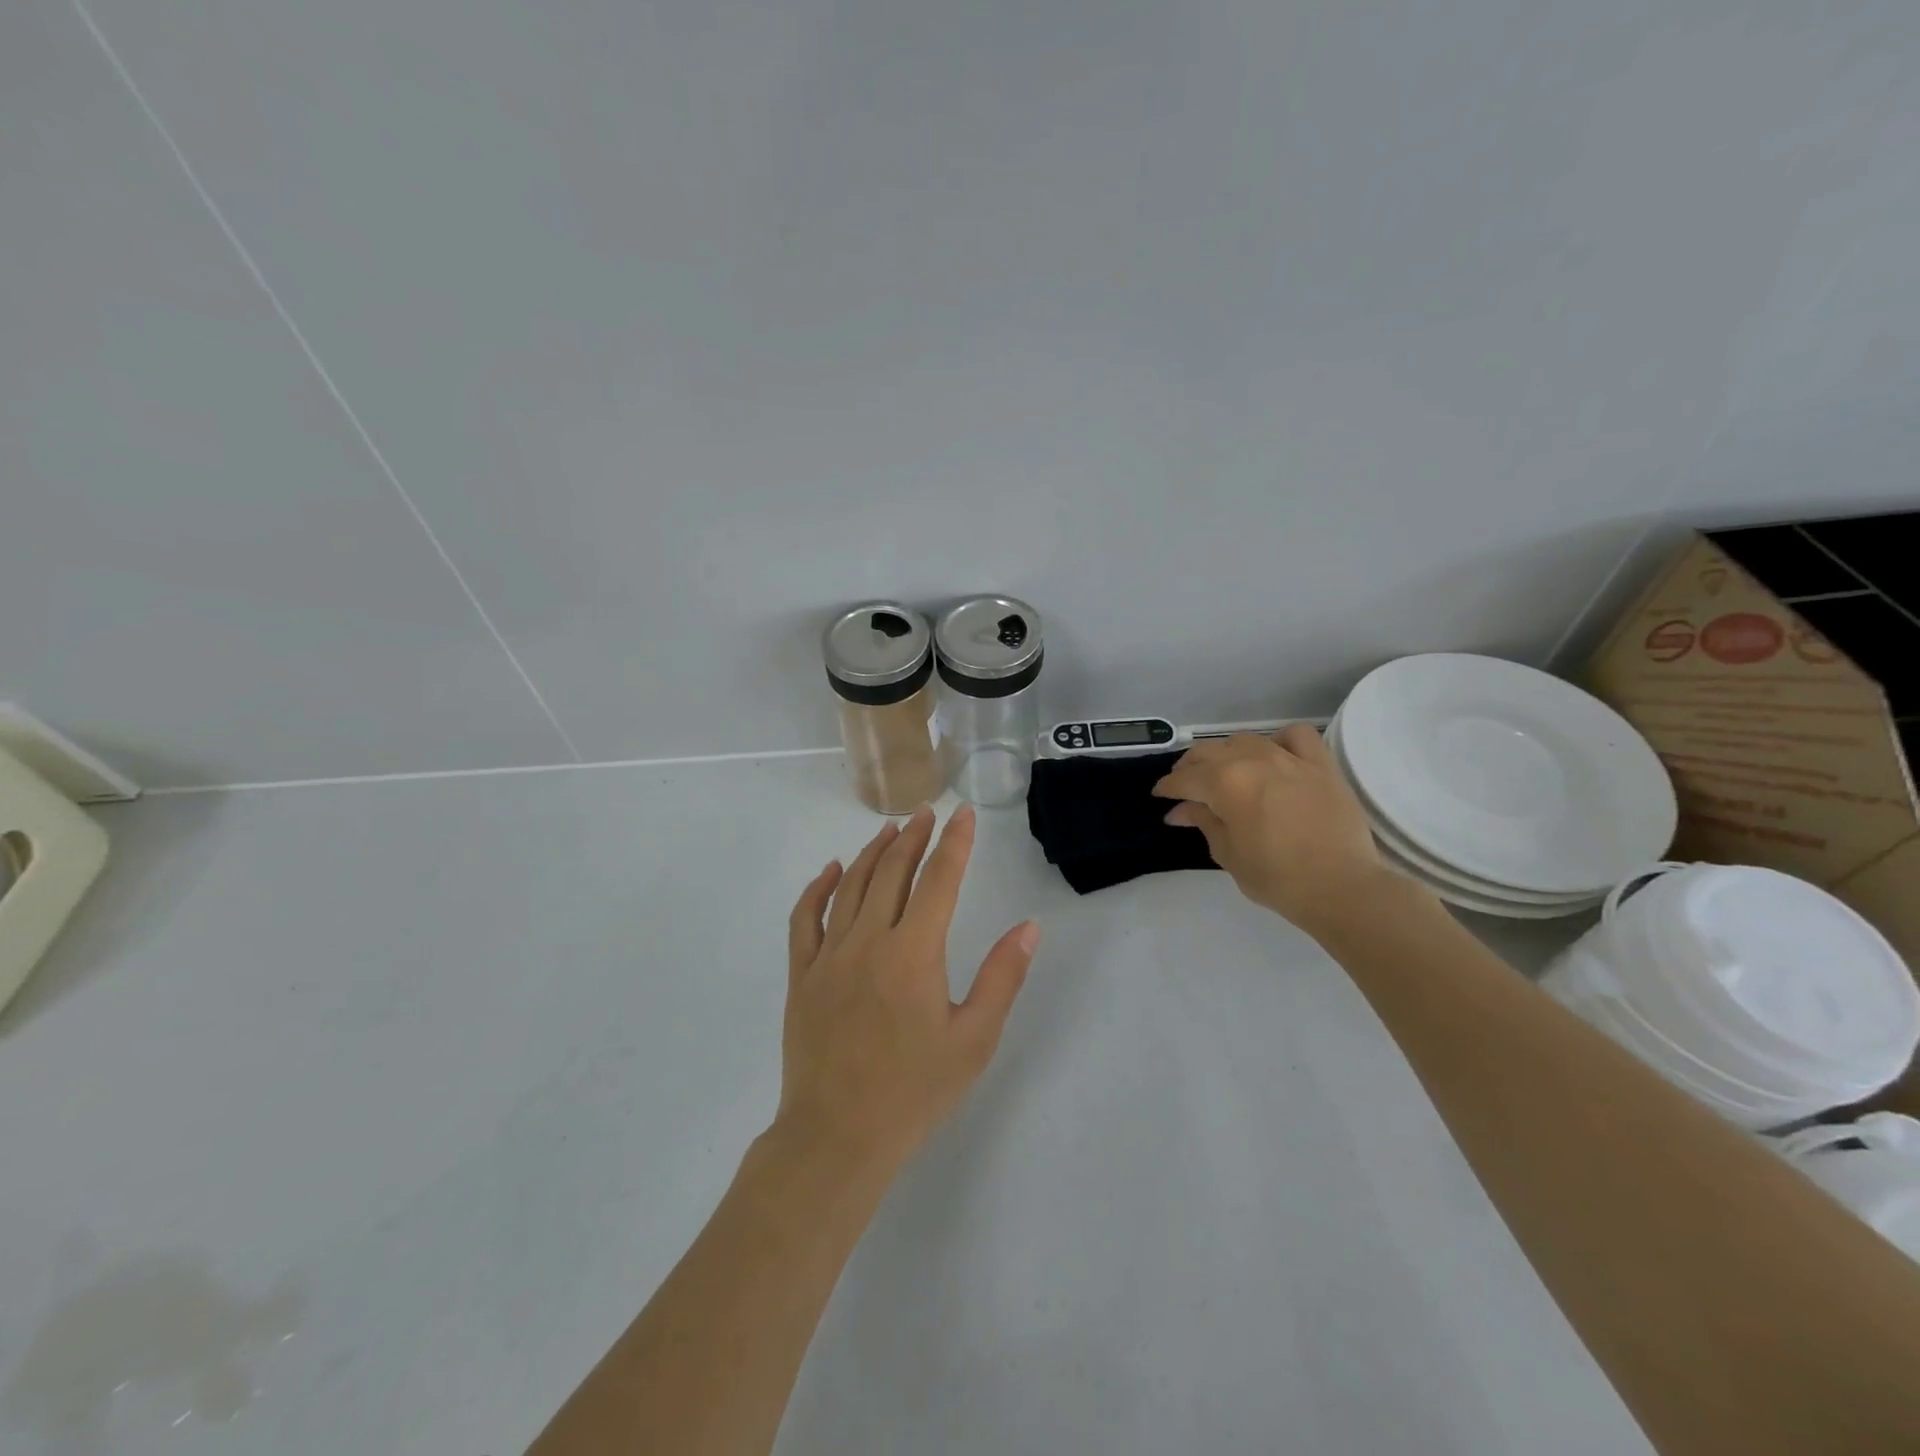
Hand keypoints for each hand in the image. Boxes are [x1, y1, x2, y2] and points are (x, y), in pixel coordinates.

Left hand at [775, 805, 1040, 1178]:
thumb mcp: (973, 1040)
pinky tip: (831, 870)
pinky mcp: (802, 975)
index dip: (955, 843)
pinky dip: (819, 888)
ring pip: (852, 886)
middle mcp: (868, 941)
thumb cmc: (913, 1093)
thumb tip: (1028, 928)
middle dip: (914, 837)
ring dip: (874, 853)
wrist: (836, 1137)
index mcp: (913, 953)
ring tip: (891, 830)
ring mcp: (829, 956)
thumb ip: (1001, 978)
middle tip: (928, 812)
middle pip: (893, 872)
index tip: (964, 815)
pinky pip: (805, 918)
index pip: (939, 880)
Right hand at [1153, 724, 1389, 933]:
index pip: (1184, 779)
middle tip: (1185, 786)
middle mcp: (1253, 761)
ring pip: (1245, 741)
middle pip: (1209, 753)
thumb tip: (1180, 810)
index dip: (1167, 788)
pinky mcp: (1321, 764)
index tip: (1161, 797)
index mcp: (1224, 784)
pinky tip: (1275, 755)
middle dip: (1190, 768)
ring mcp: (1289, 758)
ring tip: (1226, 771)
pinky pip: (1296, 736)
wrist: (1341, 887)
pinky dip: (1280, 740)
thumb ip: (1203, 822)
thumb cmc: (1277, 878)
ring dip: (1227, 754)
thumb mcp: (1228, 853)